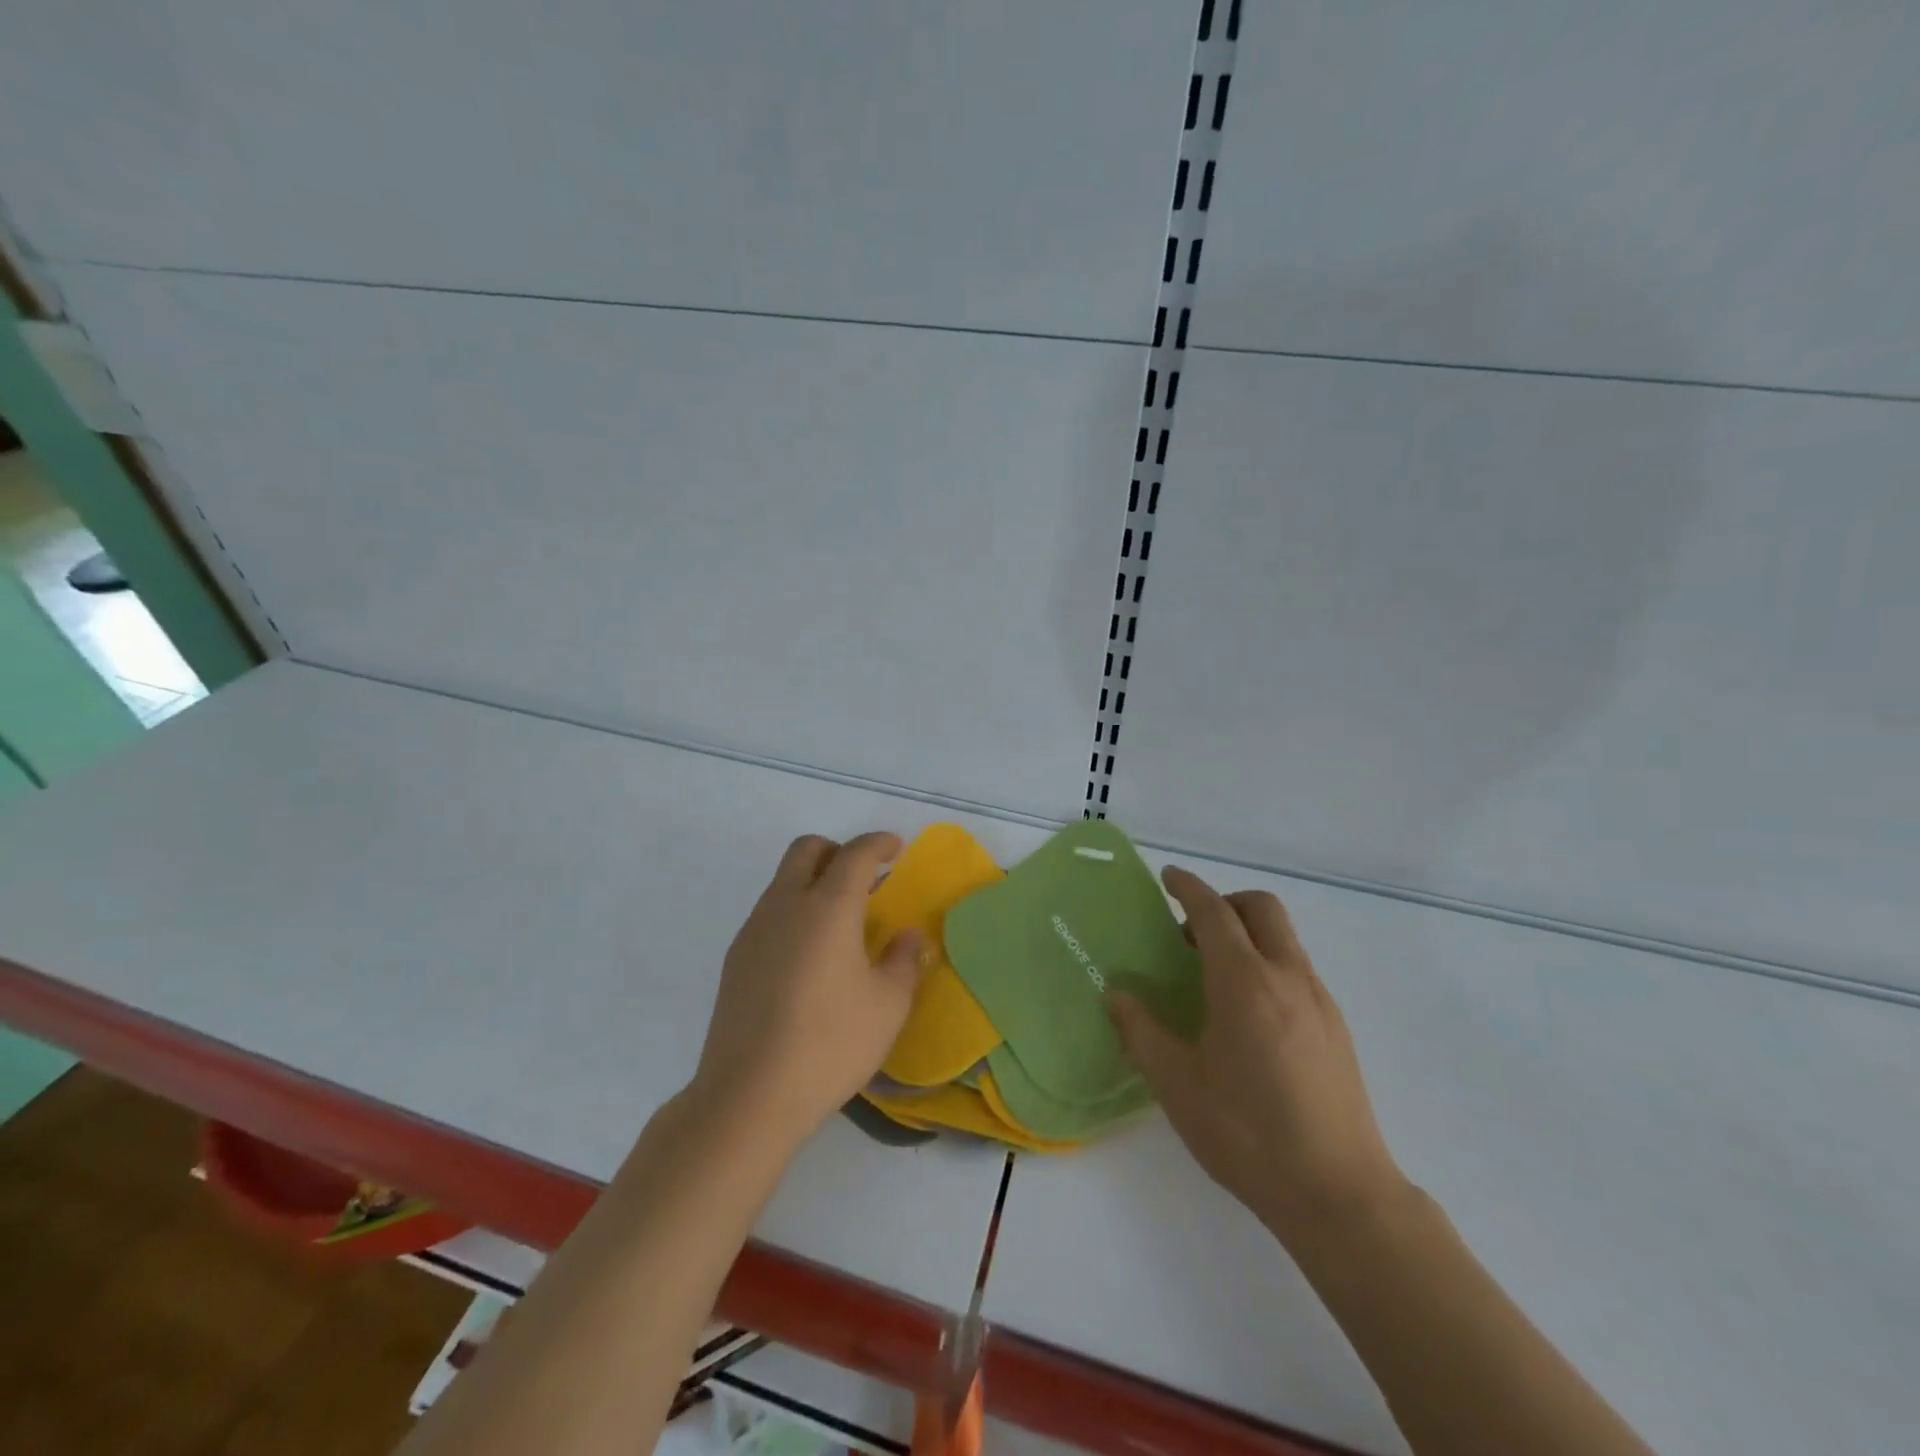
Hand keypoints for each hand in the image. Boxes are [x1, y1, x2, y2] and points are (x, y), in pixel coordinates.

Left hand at [689, 832, 925, 1148]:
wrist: (749, 1094)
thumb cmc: (831, 1044)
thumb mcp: (888, 1005)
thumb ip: (904, 961)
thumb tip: (908, 936)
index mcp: (828, 907)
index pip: (855, 854)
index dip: (879, 843)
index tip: (896, 849)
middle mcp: (786, 905)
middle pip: (807, 850)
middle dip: (838, 851)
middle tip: (864, 879)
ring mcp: (755, 929)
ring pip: (783, 880)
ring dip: (813, 881)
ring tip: (840, 923)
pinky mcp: (736, 958)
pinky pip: (769, 912)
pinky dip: (794, 911)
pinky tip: (808, 957)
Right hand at [1109, 866, 1407, 1246]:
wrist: (1340, 1195)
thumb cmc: (1248, 1135)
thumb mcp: (1178, 1085)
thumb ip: (1142, 1032)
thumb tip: (1117, 994)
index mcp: (1245, 983)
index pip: (1214, 913)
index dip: (1188, 888)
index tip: (1168, 878)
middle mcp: (1288, 977)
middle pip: (1261, 908)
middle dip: (1225, 902)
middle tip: (1191, 932)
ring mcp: (1320, 1001)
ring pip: (1284, 938)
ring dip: (1247, 934)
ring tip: (1213, 977)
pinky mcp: (1337, 1027)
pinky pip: (1297, 969)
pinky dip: (1267, 963)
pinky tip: (1248, 1015)